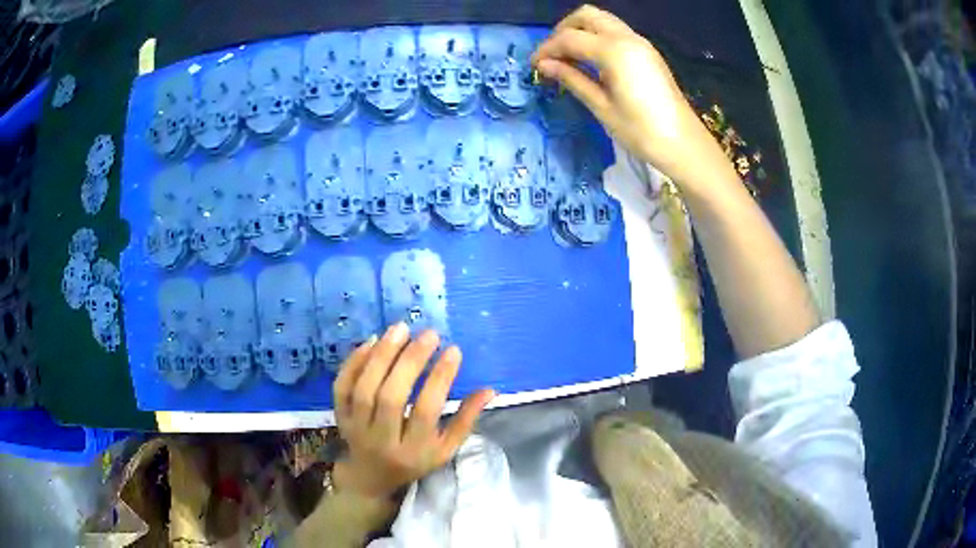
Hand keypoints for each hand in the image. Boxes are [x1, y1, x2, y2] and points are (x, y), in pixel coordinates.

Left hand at [331, 323, 494, 498]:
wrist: (370, 476)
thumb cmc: (414, 461)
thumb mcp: (445, 450)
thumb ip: (465, 420)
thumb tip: (489, 390)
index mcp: (413, 451)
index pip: (426, 411)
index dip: (439, 379)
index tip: (453, 350)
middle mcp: (381, 440)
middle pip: (391, 397)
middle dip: (410, 361)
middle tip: (429, 334)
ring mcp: (356, 428)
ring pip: (364, 388)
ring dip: (382, 355)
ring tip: (401, 329)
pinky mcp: (339, 416)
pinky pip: (342, 386)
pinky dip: (354, 362)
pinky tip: (372, 341)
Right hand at [532, 5, 731, 186]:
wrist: (683, 143)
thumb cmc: (641, 131)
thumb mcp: (601, 107)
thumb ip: (572, 79)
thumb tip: (544, 65)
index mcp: (614, 51)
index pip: (569, 38)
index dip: (547, 49)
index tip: (533, 66)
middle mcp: (627, 38)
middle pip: (586, 15)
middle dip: (563, 30)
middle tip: (553, 55)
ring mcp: (640, 42)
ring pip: (602, 20)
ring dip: (581, 31)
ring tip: (569, 58)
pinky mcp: (647, 52)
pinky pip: (615, 31)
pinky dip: (597, 37)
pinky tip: (591, 61)